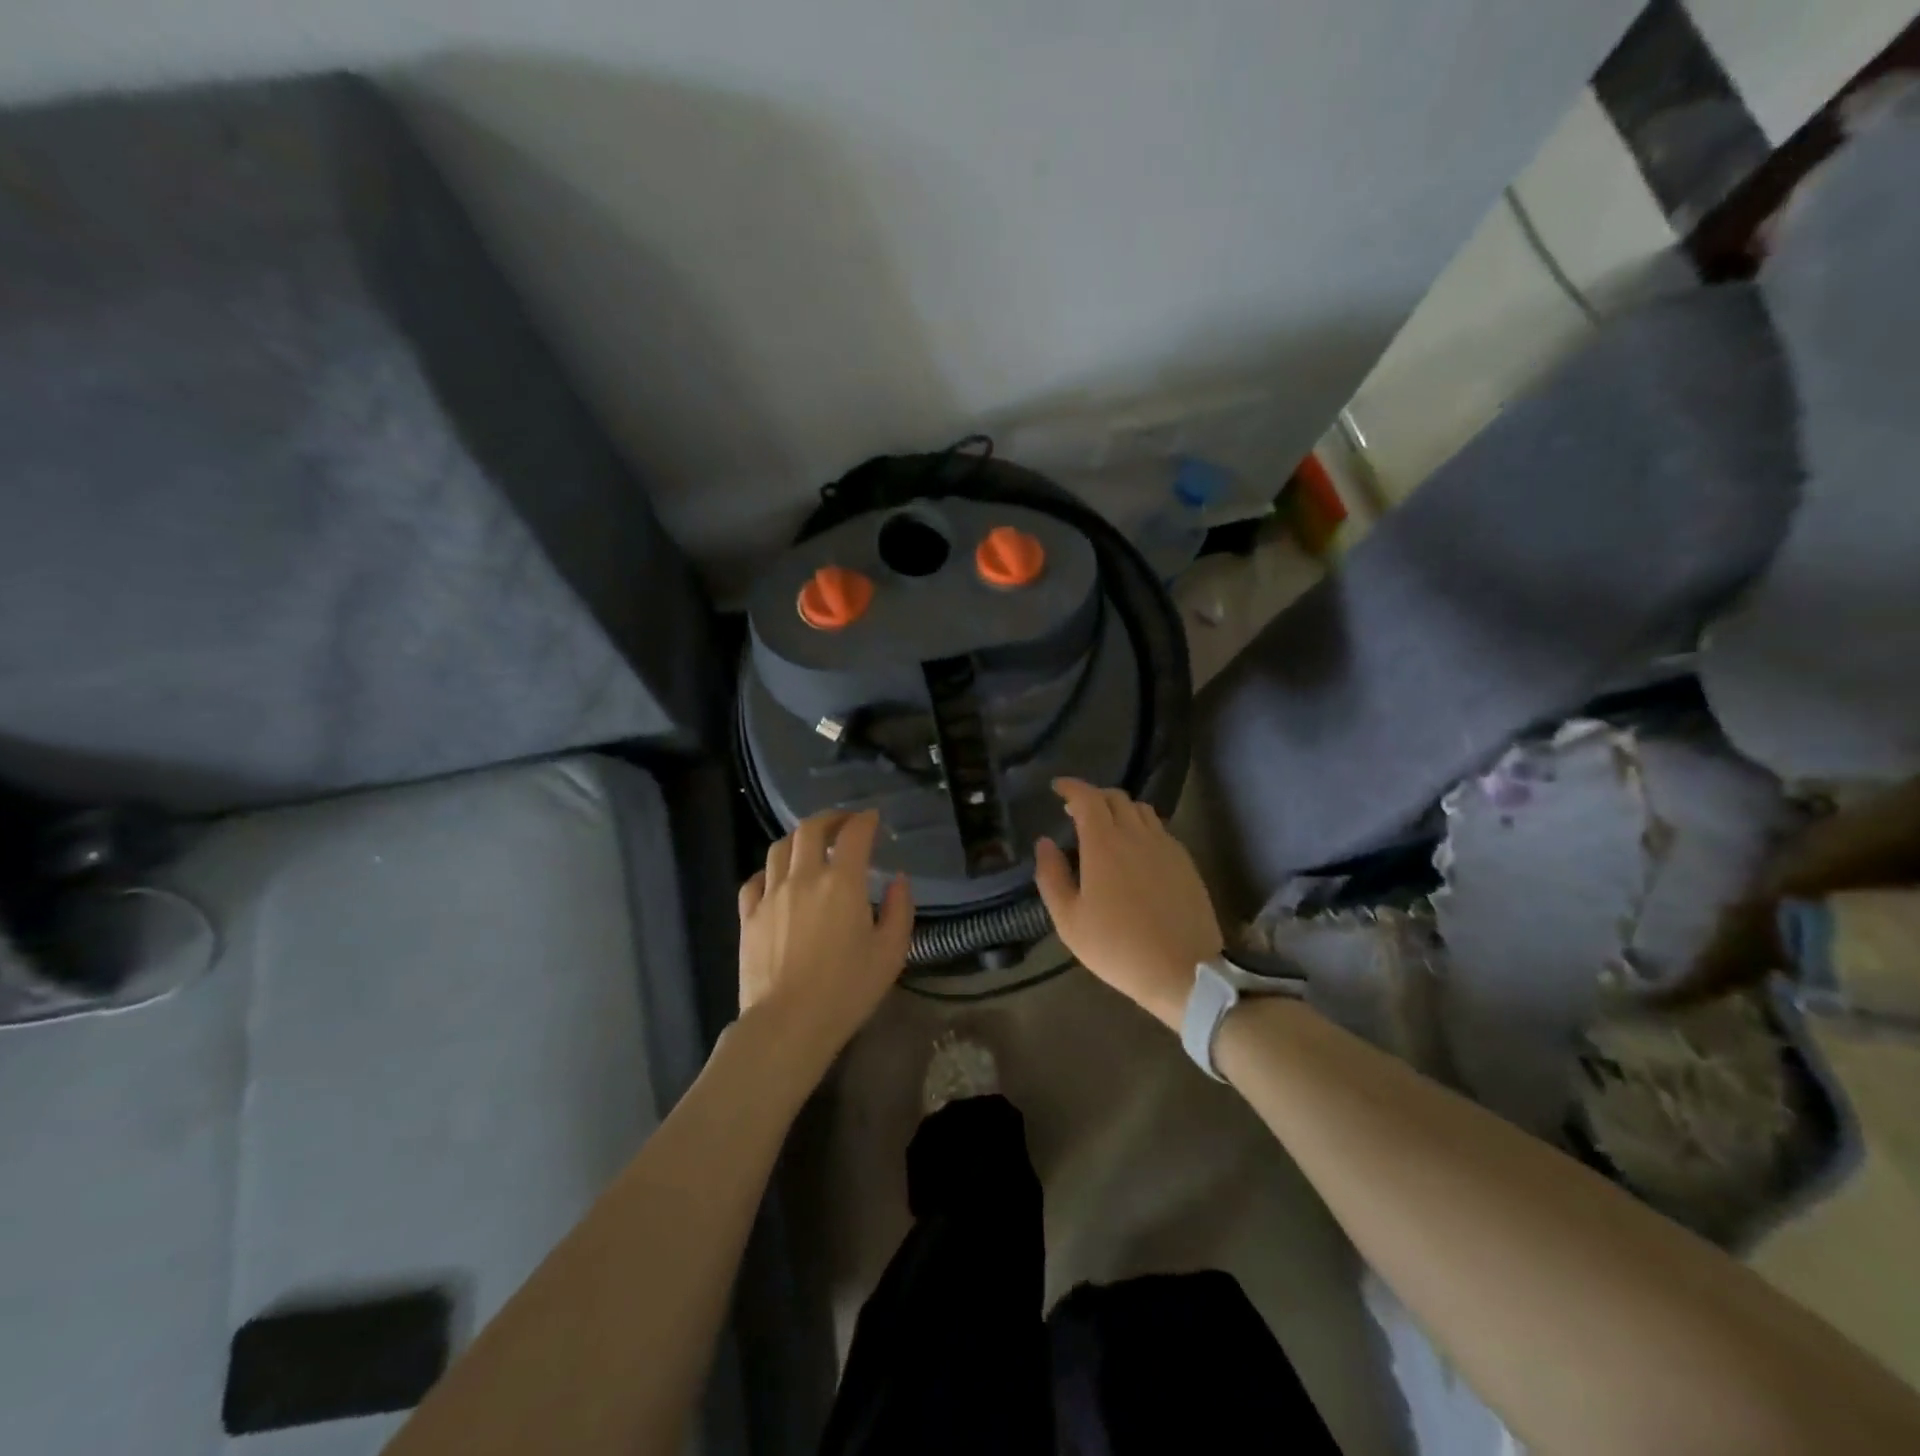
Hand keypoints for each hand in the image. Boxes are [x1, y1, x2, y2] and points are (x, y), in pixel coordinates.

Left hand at [737, 809, 913, 1081]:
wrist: (788, 1024)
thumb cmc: (847, 990)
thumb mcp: (891, 953)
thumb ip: (900, 910)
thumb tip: (898, 880)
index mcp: (842, 883)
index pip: (854, 834)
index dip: (865, 820)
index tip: (873, 819)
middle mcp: (804, 878)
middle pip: (811, 829)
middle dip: (830, 818)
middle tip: (843, 823)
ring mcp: (771, 895)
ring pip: (780, 848)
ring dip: (799, 838)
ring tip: (811, 845)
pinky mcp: (749, 916)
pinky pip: (755, 879)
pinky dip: (770, 870)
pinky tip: (778, 879)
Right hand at [1034, 778, 1222, 1031]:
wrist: (1184, 971)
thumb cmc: (1117, 947)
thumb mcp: (1069, 920)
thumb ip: (1051, 876)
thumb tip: (1044, 843)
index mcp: (1104, 843)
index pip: (1087, 797)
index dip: (1071, 787)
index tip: (1058, 788)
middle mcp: (1137, 834)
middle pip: (1115, 797)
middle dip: (1093, 797)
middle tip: (1077, 812)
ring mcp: (1166, 846)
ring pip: (1141, 810)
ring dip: (1119, 809)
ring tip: (1107, 828)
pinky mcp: (1185, 862)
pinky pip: (1160, 830)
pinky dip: (1141, 828)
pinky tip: (1136, 852)